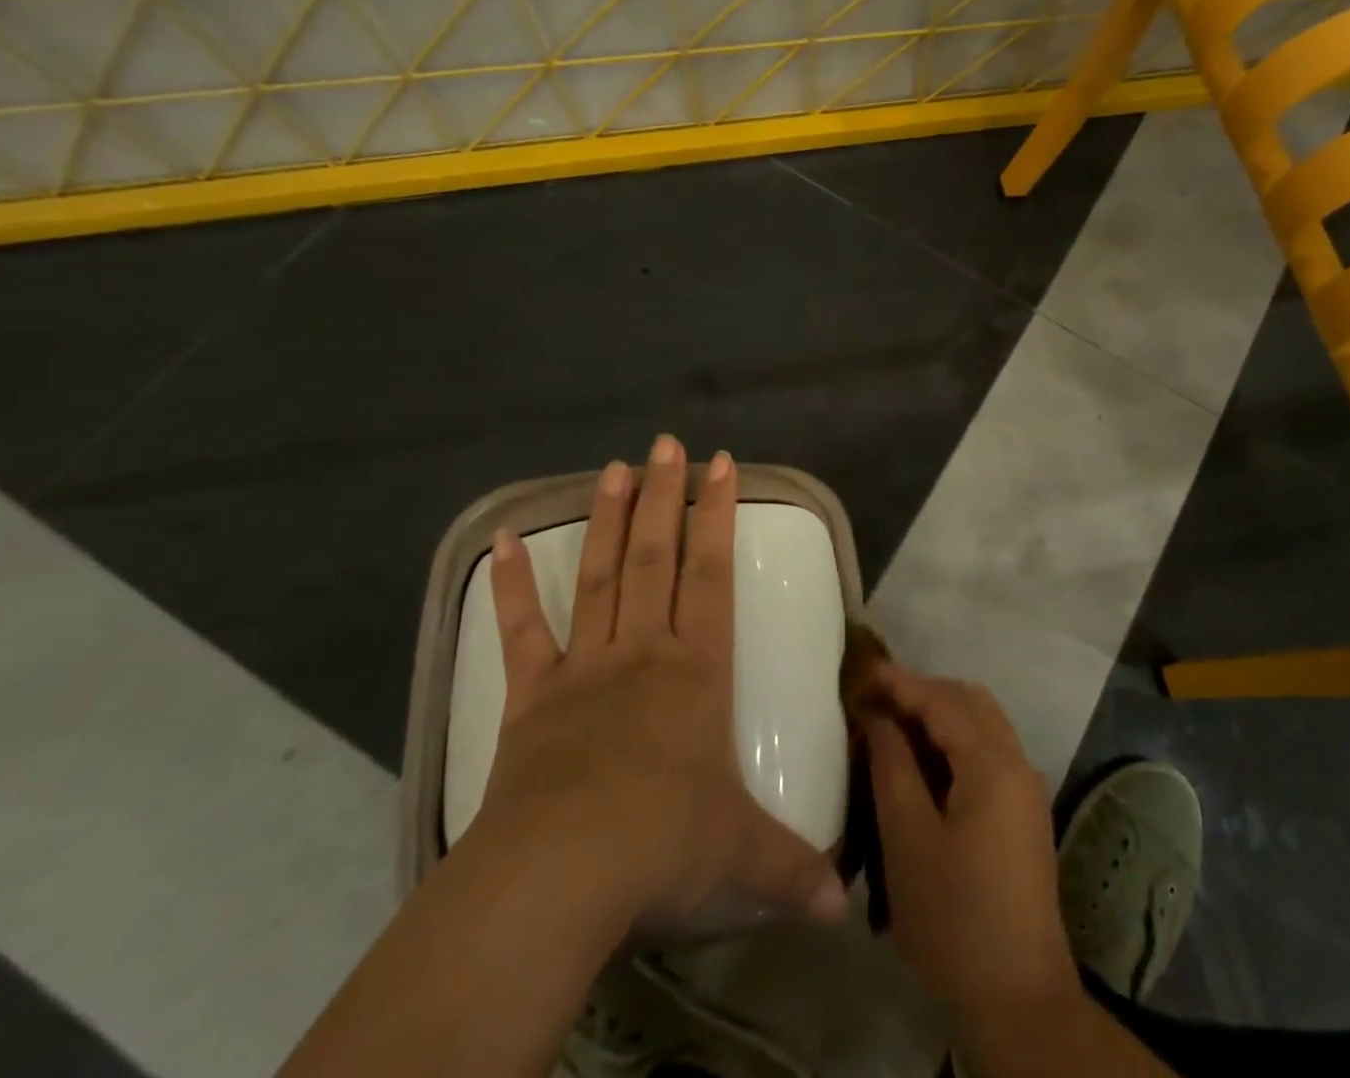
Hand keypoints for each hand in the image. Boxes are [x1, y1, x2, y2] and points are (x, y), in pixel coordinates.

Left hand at [475, 434, 846, 933]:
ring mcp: (584, 666)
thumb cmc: (661, 844)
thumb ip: (793, 868)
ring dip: (606, 519)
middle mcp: (644, 650)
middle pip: (656, 556)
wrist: (561, 875)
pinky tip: (505, 540)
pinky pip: (522, 631)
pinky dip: (513, 585)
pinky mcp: (532, 696)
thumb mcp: (739, 855)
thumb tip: (844, 907)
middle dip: (664, 496)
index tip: (719, 465)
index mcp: (697, 668)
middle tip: (666, 443)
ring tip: (613, 467)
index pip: (713, 573)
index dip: (717, 515)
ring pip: (600, 575)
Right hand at [860, 664, 1079, 1024]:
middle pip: (971, 702)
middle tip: (878, 698)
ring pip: (983, 724)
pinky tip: (924, 762)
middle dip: (924, 691)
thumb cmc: (954, 917)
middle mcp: (1018, 763)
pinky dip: (956, 741)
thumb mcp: (908, 840)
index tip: (863, 670)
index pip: (943, 701)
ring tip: (895, 724)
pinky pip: (989, 752)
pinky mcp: (1024, 813)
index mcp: (993, 764)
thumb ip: (893, 768)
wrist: (1019, 999)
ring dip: (941, 714)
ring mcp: (1026, 789)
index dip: (902, 682)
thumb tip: (881, 719)